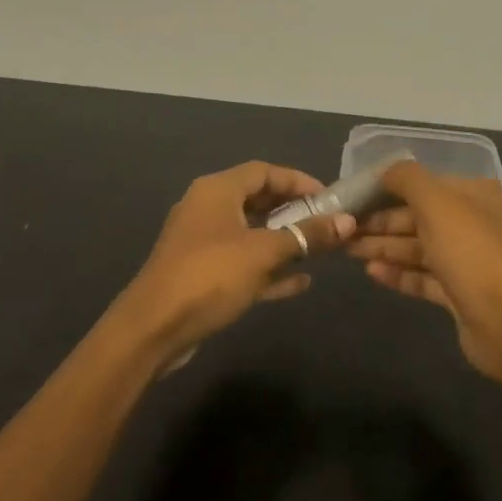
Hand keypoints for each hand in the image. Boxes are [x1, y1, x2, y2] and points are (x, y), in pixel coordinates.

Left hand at [114, 161, 355, 367]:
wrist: (153, 329)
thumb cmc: (210, 276)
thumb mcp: (264, 252)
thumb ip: (307, 235)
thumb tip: (348, 222)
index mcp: (217, 190)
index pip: (264, 171)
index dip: (298, 180)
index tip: (329, 197)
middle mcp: (208, 209)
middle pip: (258, 200)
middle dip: (294, 211)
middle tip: (327, 223)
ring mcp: (203, 243)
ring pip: (251, 233)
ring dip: (284, 241)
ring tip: (319, 250)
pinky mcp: (202, 274)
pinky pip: (243, 262)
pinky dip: (269, 267)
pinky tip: (300, 282)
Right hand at [350, 161, 501, 380]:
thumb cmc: (471, 253)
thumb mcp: (436, 203)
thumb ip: (406, 179)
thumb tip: (384, 171)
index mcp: (474, 195)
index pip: (424, 185)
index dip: (387, 190)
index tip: (353, 198)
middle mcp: (473, 223)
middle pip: (418, 217)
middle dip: (380, 222)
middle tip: (343, 228)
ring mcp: (467, 261)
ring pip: (418, 248)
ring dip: (384, 247)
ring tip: (348, 249)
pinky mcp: (459, 293)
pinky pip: (423, 277)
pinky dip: (398, 274)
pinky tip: (371, 273)